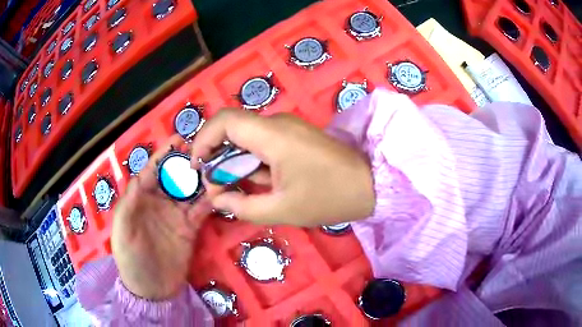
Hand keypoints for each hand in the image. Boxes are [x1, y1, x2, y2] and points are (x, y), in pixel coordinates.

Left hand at [112, 135, 211, 299]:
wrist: (151, 290)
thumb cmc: (130, 260)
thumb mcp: (123, 233)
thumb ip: (128, 205)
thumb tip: (140, 176)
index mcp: (140, 200)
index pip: (151, 172)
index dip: (163, 156)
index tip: (178, 140)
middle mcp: (158, 203)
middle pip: (173, 177)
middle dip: (185, 162)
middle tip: (203, 149)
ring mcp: (175, 215)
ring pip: (189, 191)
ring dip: (200, 178)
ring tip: (215, 166)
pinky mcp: (189, 228)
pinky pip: (200, 210)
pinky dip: (210, 201)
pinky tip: (219, 192)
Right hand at [190, 109, 374, 225]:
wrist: (369, 184)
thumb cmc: (329, 197)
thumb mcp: (281, 209)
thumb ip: (242, 205)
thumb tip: (216, 199)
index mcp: (272, 135)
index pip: (224, 121)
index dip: (203, 140)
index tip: (197, 167)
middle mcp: (277, 123)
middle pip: (232, 129)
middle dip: (217, 158)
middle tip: (217, 187)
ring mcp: (287, 128)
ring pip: (246, 138)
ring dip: (235, 162)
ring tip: (236, 190)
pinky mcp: (294, 136)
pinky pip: (262, 143)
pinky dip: (252, 162)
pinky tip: (258, 183)